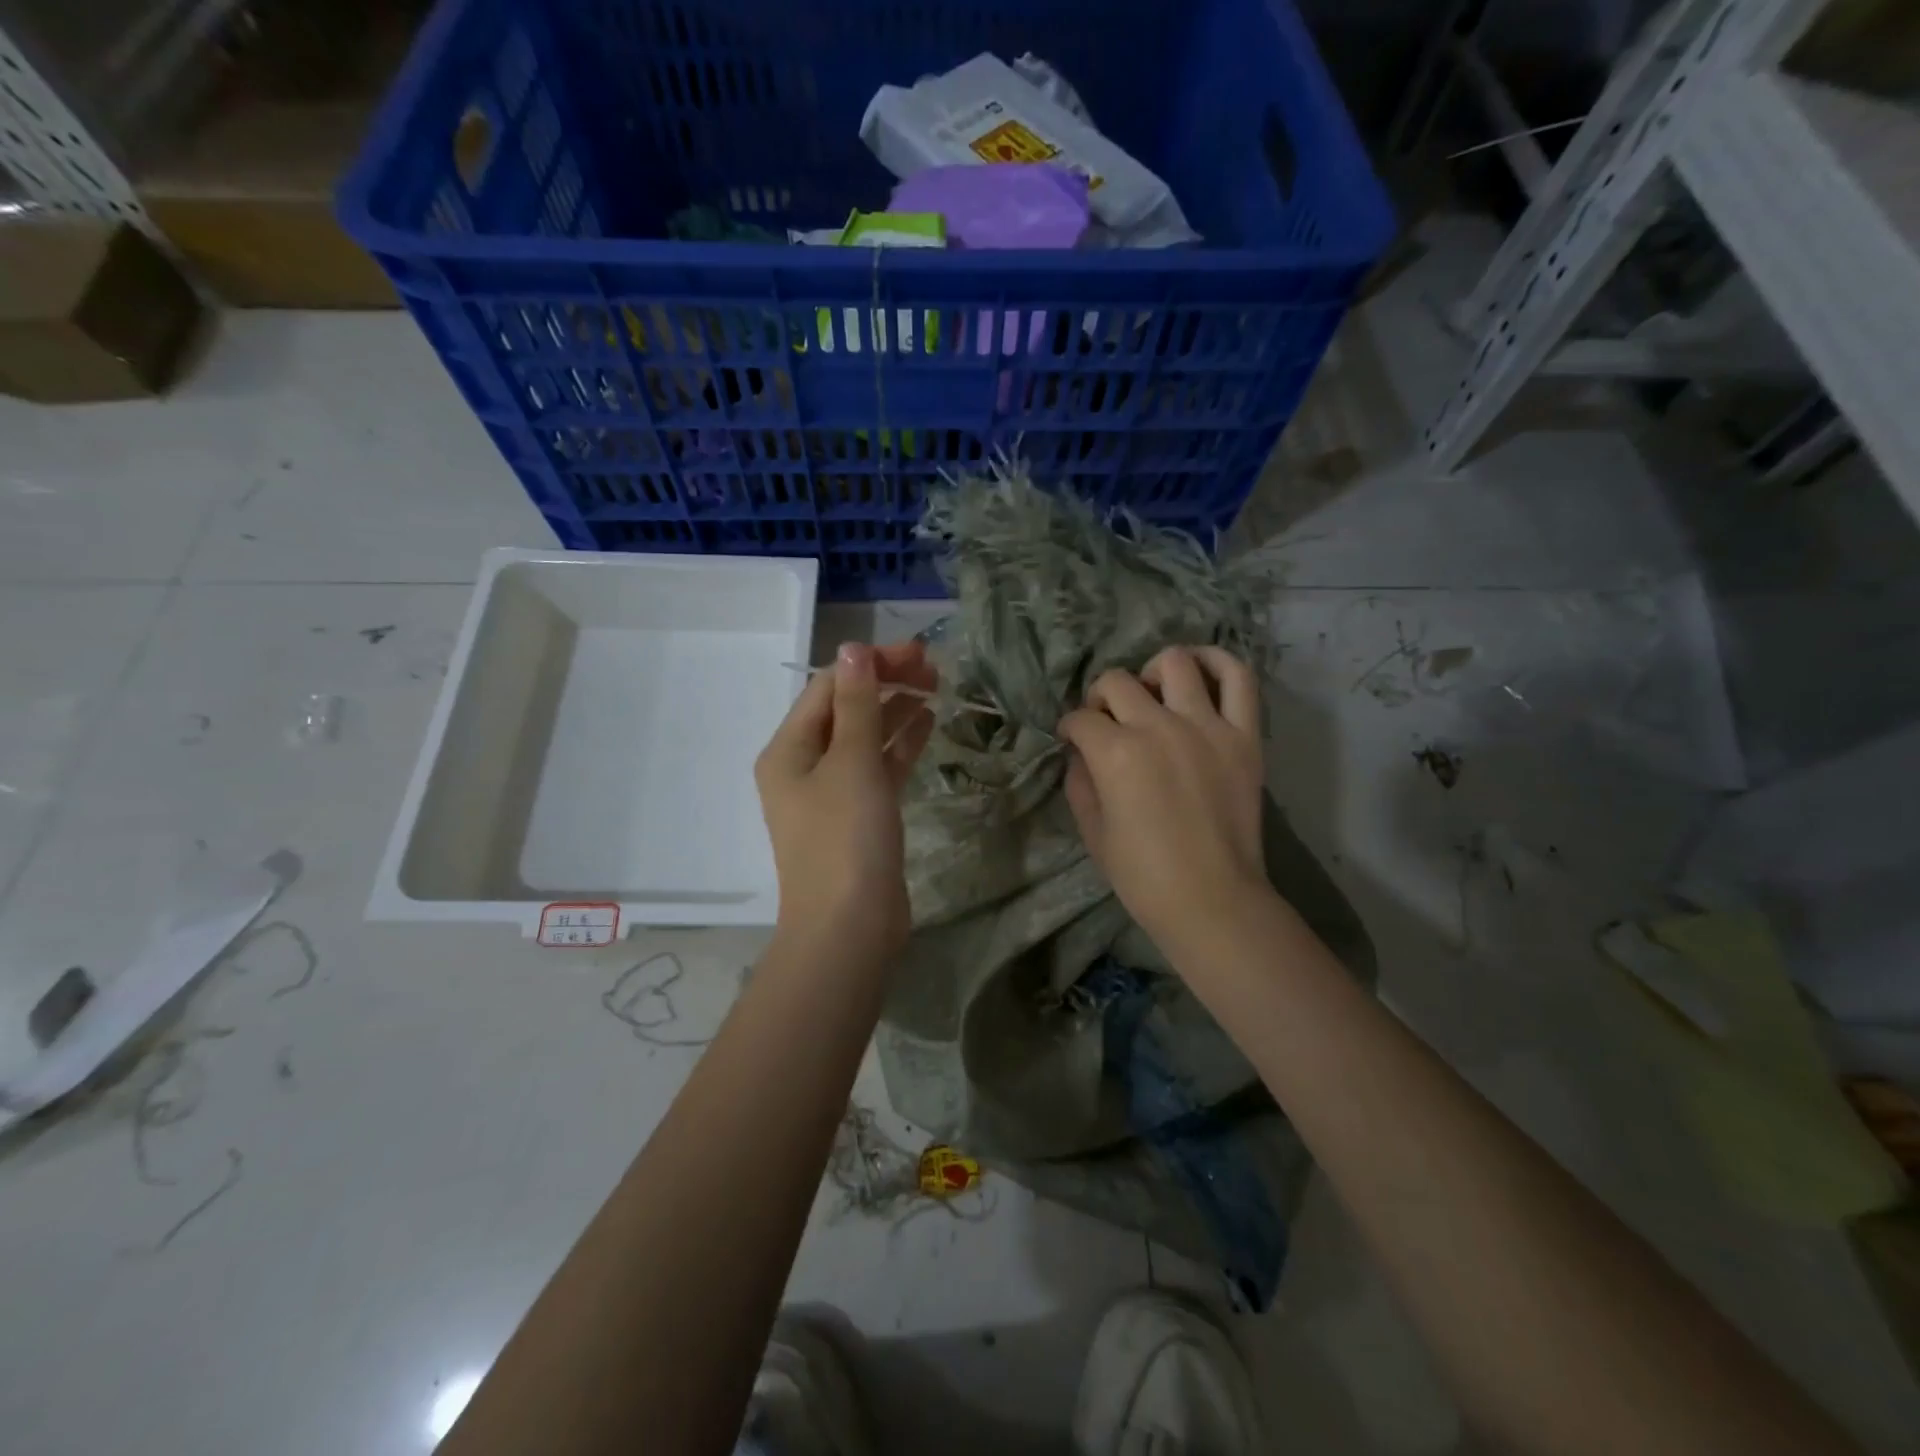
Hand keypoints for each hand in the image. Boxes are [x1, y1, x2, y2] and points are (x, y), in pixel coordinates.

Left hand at [755, 641, 936, 959]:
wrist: (850, 928)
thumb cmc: (845, 838)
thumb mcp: (852, 762)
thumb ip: (856, 704)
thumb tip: (855, 649)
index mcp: (788, 750)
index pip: (828, 688)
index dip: (870, 664)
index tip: (917, 654)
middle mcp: (803, 767)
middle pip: (844, 710)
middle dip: (885, 684)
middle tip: (934, 669)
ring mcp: (831, 794)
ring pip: (864, 738)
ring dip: (895, 711)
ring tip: (936, 689)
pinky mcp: (858, 817)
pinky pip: (878, 769)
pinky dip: (900, 746)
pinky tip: (927, 725)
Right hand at [1058, 646, 1266, 949]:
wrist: (1211, 900)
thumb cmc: (1143, 875)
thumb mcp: (1092, 831)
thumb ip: (1079, 781)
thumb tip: (1080, 752)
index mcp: (1115, 753)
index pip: (1080, 718)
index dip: (1070, 728)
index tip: (1073, 740)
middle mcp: (1158, 727)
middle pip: (1117, 682)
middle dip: (1100, 698)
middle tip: (1107, 720)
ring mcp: (1206, 726)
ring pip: (1174, 663)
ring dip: (1152, 672)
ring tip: (1153, 694)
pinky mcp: (1244, 735)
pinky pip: (1238, 678)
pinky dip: (1218, 662)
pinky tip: (1200, 670)